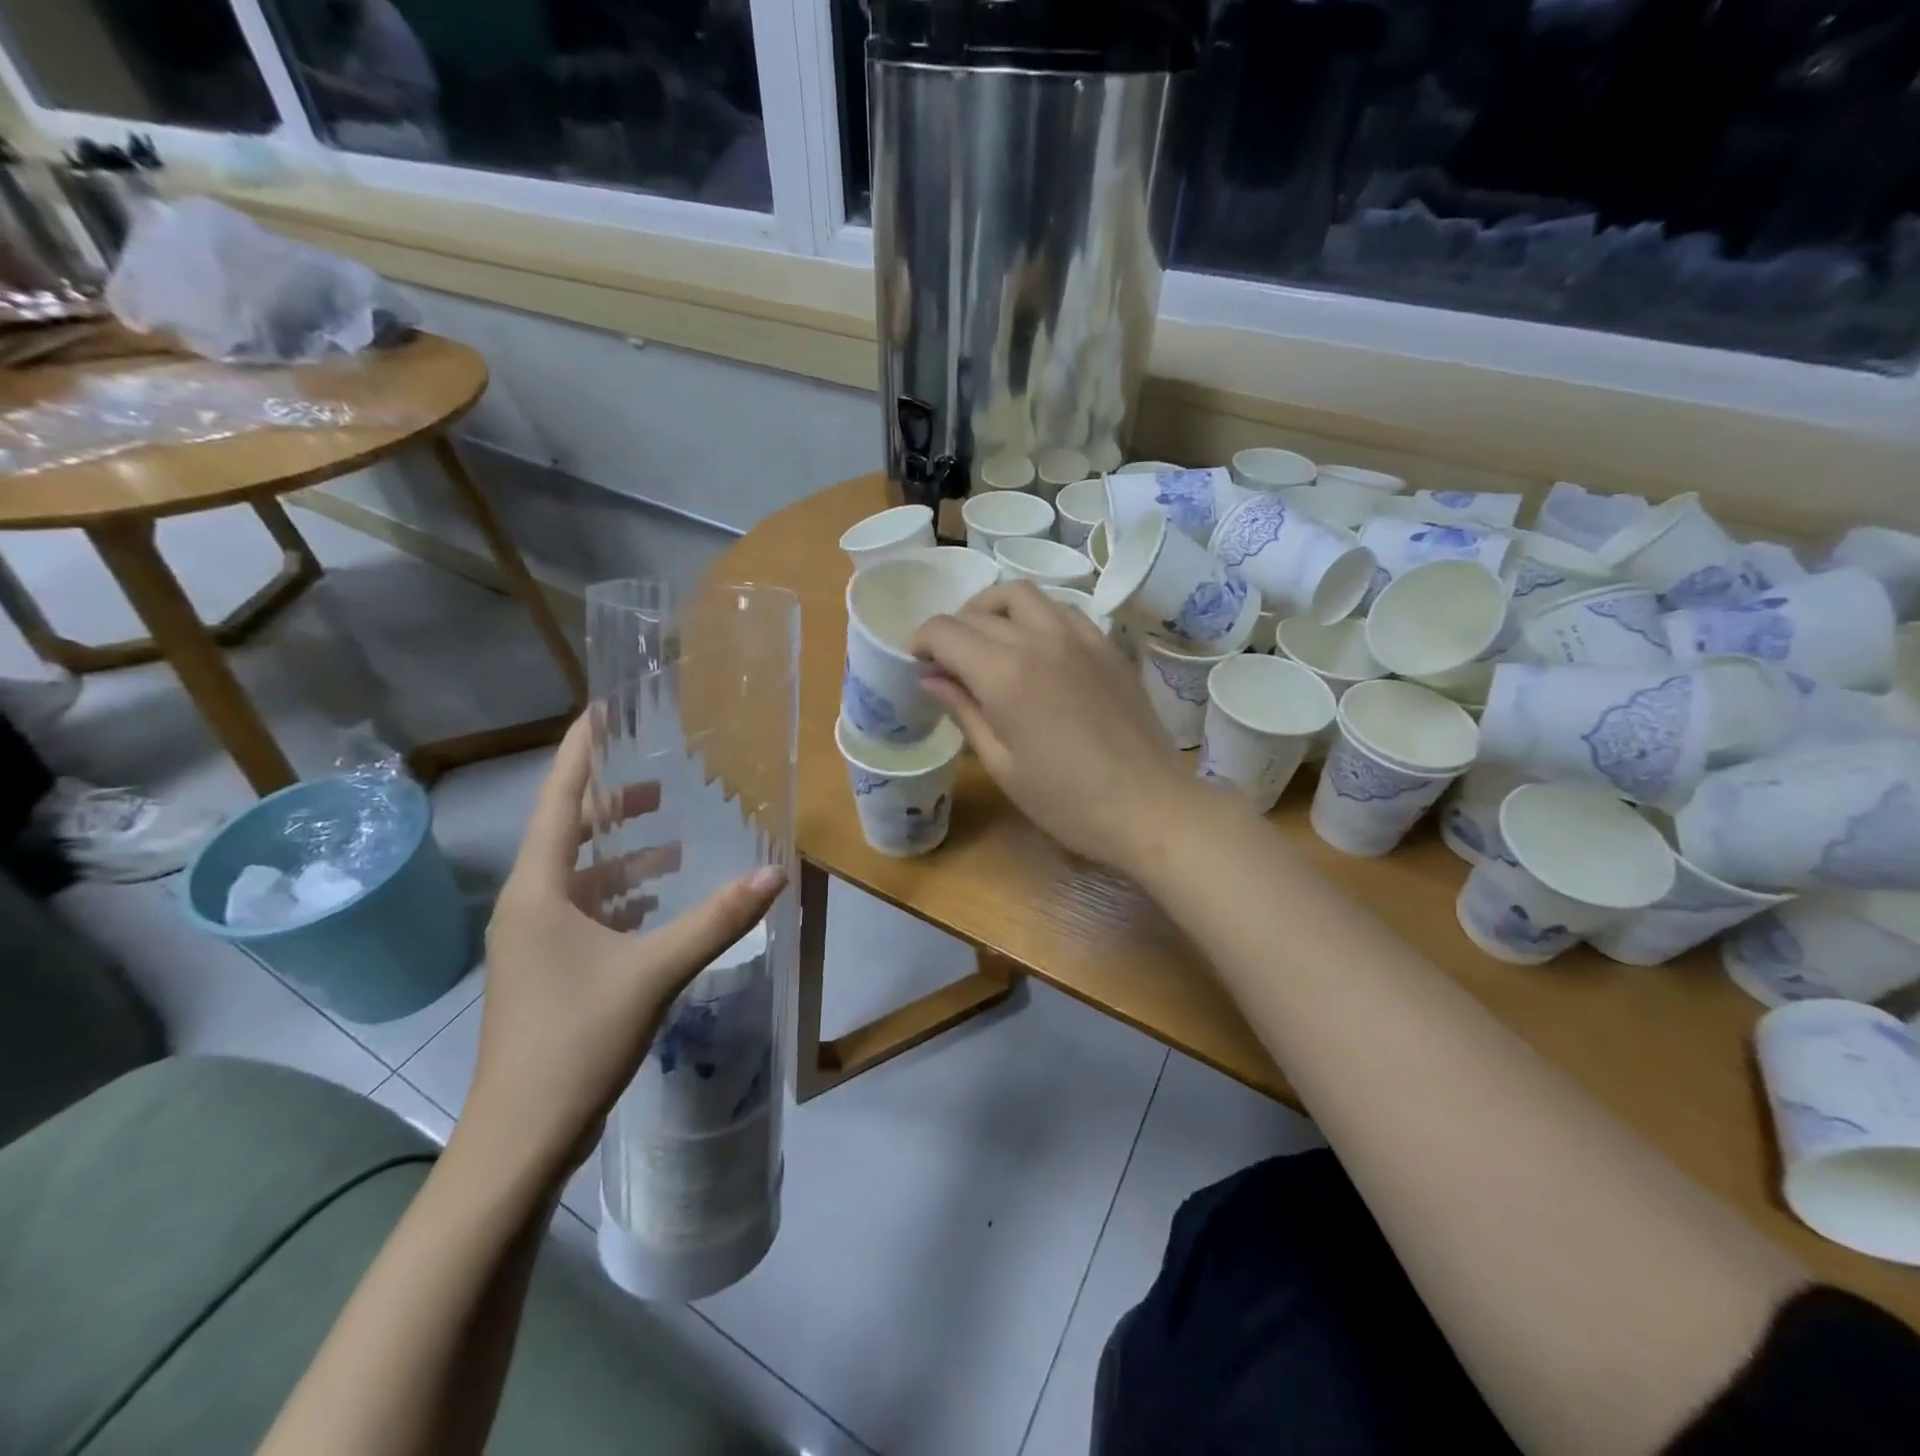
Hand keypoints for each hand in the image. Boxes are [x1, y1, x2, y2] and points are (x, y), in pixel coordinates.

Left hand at [460, 715, 785, 1186]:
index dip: (578, 753)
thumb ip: (717, 919)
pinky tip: (657, 904)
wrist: (520, 1137)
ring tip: (670, 841)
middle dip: (609, 803)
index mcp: (537, 891)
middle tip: (658, 778)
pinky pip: (587, 913)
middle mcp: (528, 906)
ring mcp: (535, 942)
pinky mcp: (550, 971)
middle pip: (567, 835)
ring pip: (580, 878)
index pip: (557, 801)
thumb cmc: (576, 1039)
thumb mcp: (654, 971)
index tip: (598, 711)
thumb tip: (775, 873)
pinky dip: (622, 898)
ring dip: (622, 856)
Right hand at [910, 582, 1200, 874]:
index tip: (917, 662)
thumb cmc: (1065, 800)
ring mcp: (1078, 635)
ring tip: (987, 642)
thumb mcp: (1002, 763)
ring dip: (992, 610)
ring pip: (1021, 595)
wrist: (1148, 805)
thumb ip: (964, 710)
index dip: (921, 641)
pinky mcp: (1106, 644)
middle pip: (978, 611)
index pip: (945, 631)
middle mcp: (1038, 638)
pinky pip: (1060, 609)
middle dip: (952, 630)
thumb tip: (930, 678)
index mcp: (1004, 672)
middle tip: (948, 663)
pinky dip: (1034, 615)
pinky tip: (1034, 647)